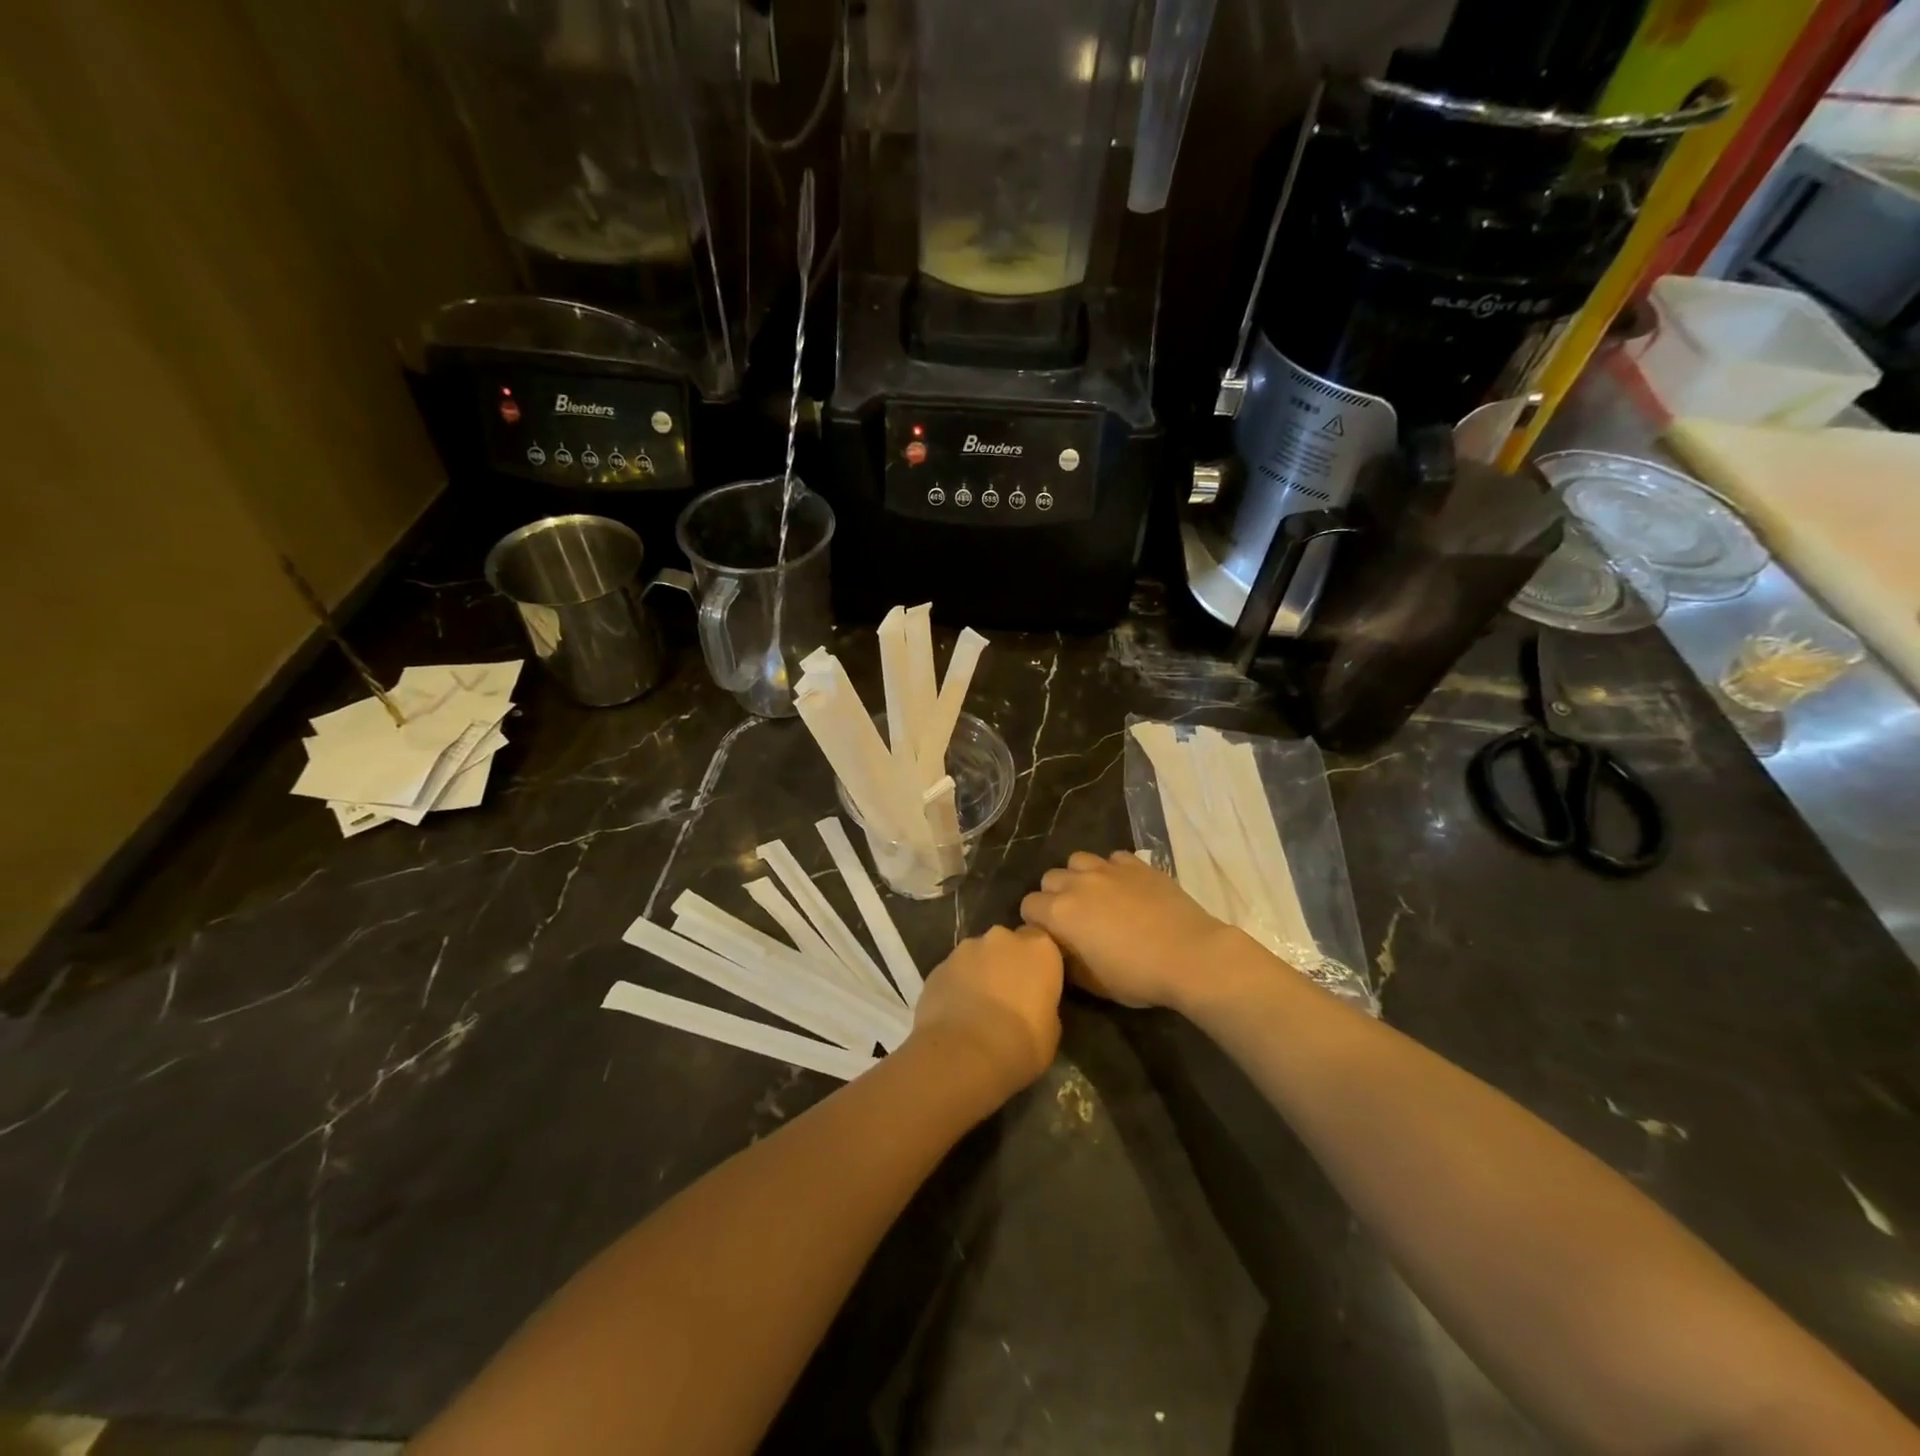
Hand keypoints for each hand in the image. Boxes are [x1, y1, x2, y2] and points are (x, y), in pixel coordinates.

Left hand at [910, 925, 1062, 1102]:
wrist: (963, 1054)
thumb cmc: (1020, 1043)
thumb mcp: (1051, 1031)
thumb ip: (1043, 1005)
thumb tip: (1033, 1006)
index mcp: (1039, 948)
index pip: (1042, 943)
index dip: (1038, 964)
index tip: (1037, 987)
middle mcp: (1002, 938)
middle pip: (1007, 945)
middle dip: (1006, 964)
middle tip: (1007, 998)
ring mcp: (965, 948)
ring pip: (977, 956)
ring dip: (979, 974)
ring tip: (977, 1009)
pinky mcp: (937, 966)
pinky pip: (953, 973)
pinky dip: (956, 987)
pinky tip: (955, 1015)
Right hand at [1020, 850, 1244, 1010]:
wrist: (1190, 956)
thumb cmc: (1137, 976)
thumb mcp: (1092, 982)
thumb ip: (1066, 960)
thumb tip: (1059, 948)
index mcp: (1060, 912)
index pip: (1028, 905)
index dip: (1036, 921)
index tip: (1051, 936)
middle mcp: (1078, 882)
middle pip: (1050, 878)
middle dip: (1054, 896)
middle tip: (1073, 918)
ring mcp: (1109, 869)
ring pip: (1078, 860)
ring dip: (1079, 877)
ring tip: (1095, 896)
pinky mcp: (1137, 864)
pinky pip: (1112, 858)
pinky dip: (1112, 870)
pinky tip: (1124, 888)